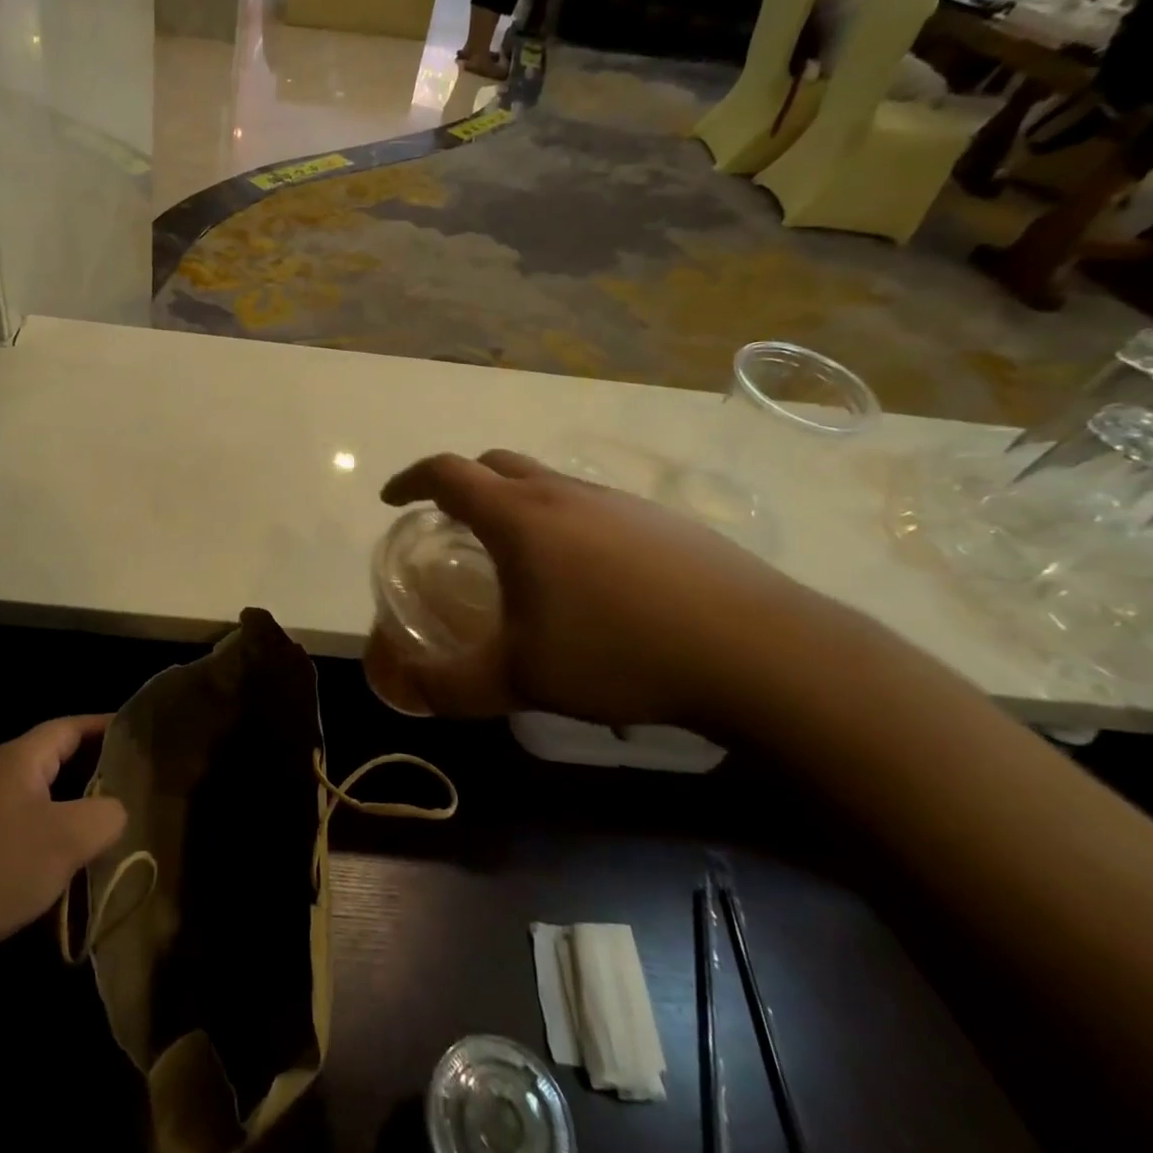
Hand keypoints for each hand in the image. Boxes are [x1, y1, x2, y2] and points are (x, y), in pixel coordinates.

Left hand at [0, 716, 124, 983]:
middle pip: (53, 759)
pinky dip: (44, 835)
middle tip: (130, 783)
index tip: (138, 736)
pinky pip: (16, 827)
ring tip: (103, 825)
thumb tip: (115, 811)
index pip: (71, 727)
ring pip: (35, 797)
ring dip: (69, 807)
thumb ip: (105, 815)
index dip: (106, 727)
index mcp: (19, 758)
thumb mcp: (67, 839)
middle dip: (92, 770)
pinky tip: (58, 866)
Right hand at [372, 451, 834, 730]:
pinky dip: (564, 523)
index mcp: (520, 515)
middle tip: (451, 523)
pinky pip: (592, 507)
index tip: (393, 500)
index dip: (411, 480)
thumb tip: (406, 687)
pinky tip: (586, 580)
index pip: (448, 473)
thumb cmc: (619, 651)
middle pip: (497, 465)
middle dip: (462, 485)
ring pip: (548, 483)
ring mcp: (619, 502)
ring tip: (517, 557)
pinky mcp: (662, 521)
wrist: (758, 651)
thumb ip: (450, 685)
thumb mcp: (520, 678)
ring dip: (516, 504)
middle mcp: (565, 493)